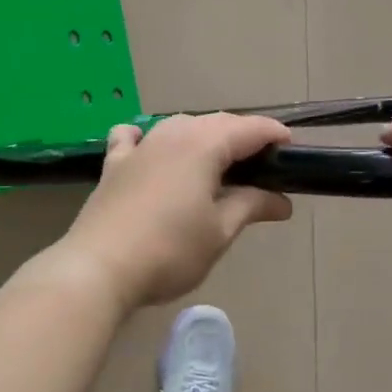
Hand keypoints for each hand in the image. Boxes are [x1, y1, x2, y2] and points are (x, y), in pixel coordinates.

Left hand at [54, 113, 294, 310]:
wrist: (99, 268)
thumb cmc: (170, 250)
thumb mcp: (220, 231)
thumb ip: (252, 206)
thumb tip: (282, 201)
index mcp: (203, 145)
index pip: (249, 128)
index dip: (274, 135)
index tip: (292, 150)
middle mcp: (171, 134)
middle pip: (216, 123)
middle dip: (242, 136)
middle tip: (263, 164)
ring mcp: (139, 147)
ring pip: (179, 126)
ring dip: (203, 136)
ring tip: (218, 162)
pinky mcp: (113, 165)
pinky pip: (134, 137)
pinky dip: (151, 139)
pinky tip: (152, 151)